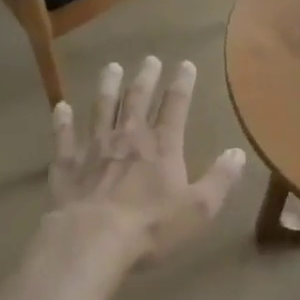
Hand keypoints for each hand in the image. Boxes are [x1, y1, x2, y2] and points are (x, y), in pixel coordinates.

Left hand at [48, 57, 245, 262]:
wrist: (92, 240)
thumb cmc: (151, 225)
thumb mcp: (198, 208)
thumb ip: (220, 179)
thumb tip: (238, 153)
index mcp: (162, 145)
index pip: (175, 105)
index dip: (182, 84)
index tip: (185, 64)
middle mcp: (129, 137)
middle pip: (138, 99)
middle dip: (146, 77)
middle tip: (149, 59)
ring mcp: (95, 147)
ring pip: (102, 108)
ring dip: (107, 87)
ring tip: (111, 67)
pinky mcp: (68, 164)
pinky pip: (64, 137)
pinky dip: (62, 121)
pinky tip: (61, 107)